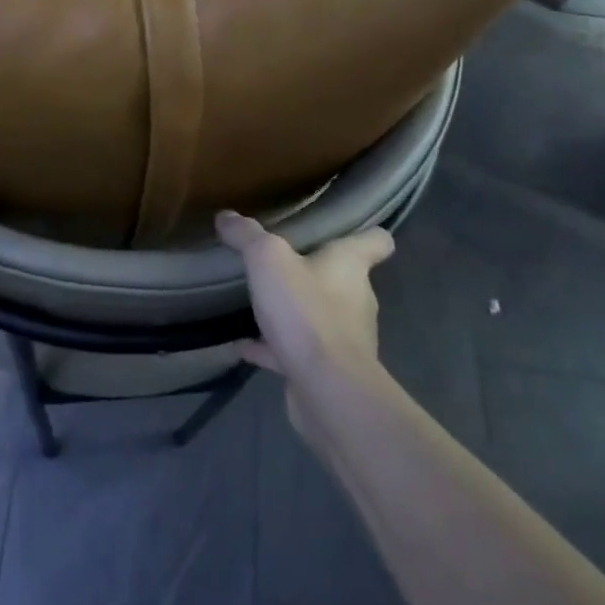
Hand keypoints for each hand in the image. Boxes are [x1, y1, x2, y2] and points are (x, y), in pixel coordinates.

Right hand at [216, 210, 393, 387]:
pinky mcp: (326, 370)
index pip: (376, 242)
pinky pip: (296, 350)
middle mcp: (356, 299)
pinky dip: (272, 347)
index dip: (367, 234)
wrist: (326, 389)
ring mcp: (344, 338)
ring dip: (294, 311)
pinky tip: (242, 345)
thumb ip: (247, 235)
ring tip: (258, 303)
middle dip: (316, 272)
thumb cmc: (306, 311)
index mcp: (350, 266)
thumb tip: (227, 216)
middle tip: (281, 263)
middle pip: (343, 279)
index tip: (348, 230)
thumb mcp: (267, 260)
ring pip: (319, 316)